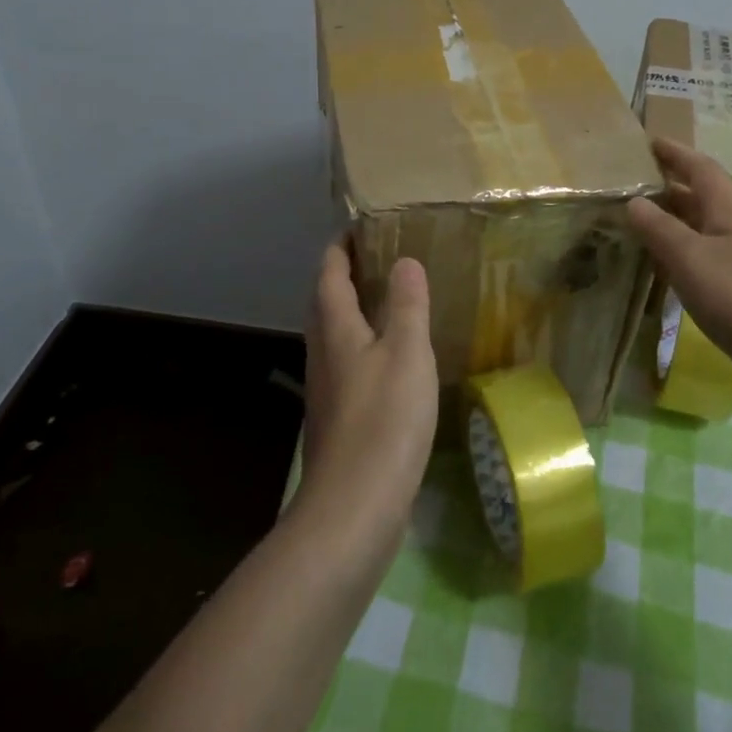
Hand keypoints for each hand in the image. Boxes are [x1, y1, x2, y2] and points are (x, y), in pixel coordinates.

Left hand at [297, 243, 438, 548]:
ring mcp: (328, 388)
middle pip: (326, 302)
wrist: (355, 506)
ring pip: (336, 334)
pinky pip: (348, 363)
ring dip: (355, 310)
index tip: (360, 226)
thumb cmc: (384, 420)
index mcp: (336, 329)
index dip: (341, 246)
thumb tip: (405, 261)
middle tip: (380, 257)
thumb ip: (407, 305)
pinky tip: (392, 359)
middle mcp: (323, 352)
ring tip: (389, 300)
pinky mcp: (339, 417)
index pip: (330, 273)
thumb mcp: (407, 353)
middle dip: (346, 274)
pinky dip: (365, 344)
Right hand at [626, 138, 731, 421]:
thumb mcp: (691, 258)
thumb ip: (660, 228)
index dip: (676, 153)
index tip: (648, 141)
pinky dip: (680, 260)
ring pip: (702, 233)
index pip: (702, 169)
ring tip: (636, 224)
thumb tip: (634, 201)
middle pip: (703, 199)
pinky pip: (705, 265)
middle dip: (669, 187)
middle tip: (631, 185)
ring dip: (672, 224)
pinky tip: (662, 273)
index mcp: (730, 214)